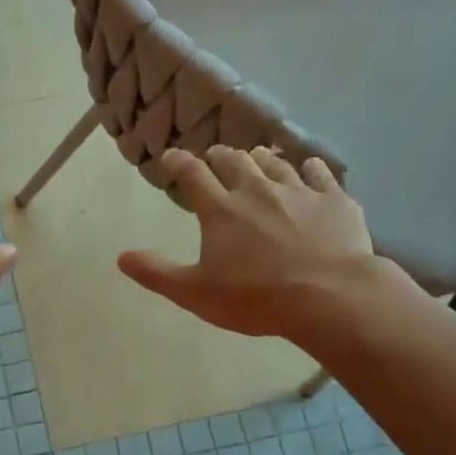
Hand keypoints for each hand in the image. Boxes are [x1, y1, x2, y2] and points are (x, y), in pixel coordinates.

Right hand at [118, 146, 383, 338]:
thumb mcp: (196, 293)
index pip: (192, 174)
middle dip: (219, 156)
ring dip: (260, 160)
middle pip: (234, 160)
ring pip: (274, 163)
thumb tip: (121, 257)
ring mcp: (298, 191)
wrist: (330, 297)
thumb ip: (157, 273)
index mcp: (221, 210)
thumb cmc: (257, 298)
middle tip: (214, 159)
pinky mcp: (334, 200)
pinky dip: (311, 168)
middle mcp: (257, 190)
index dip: (178, 162)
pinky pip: (320, 174)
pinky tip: (309, 167)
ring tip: (256, 160)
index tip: (171, 158)